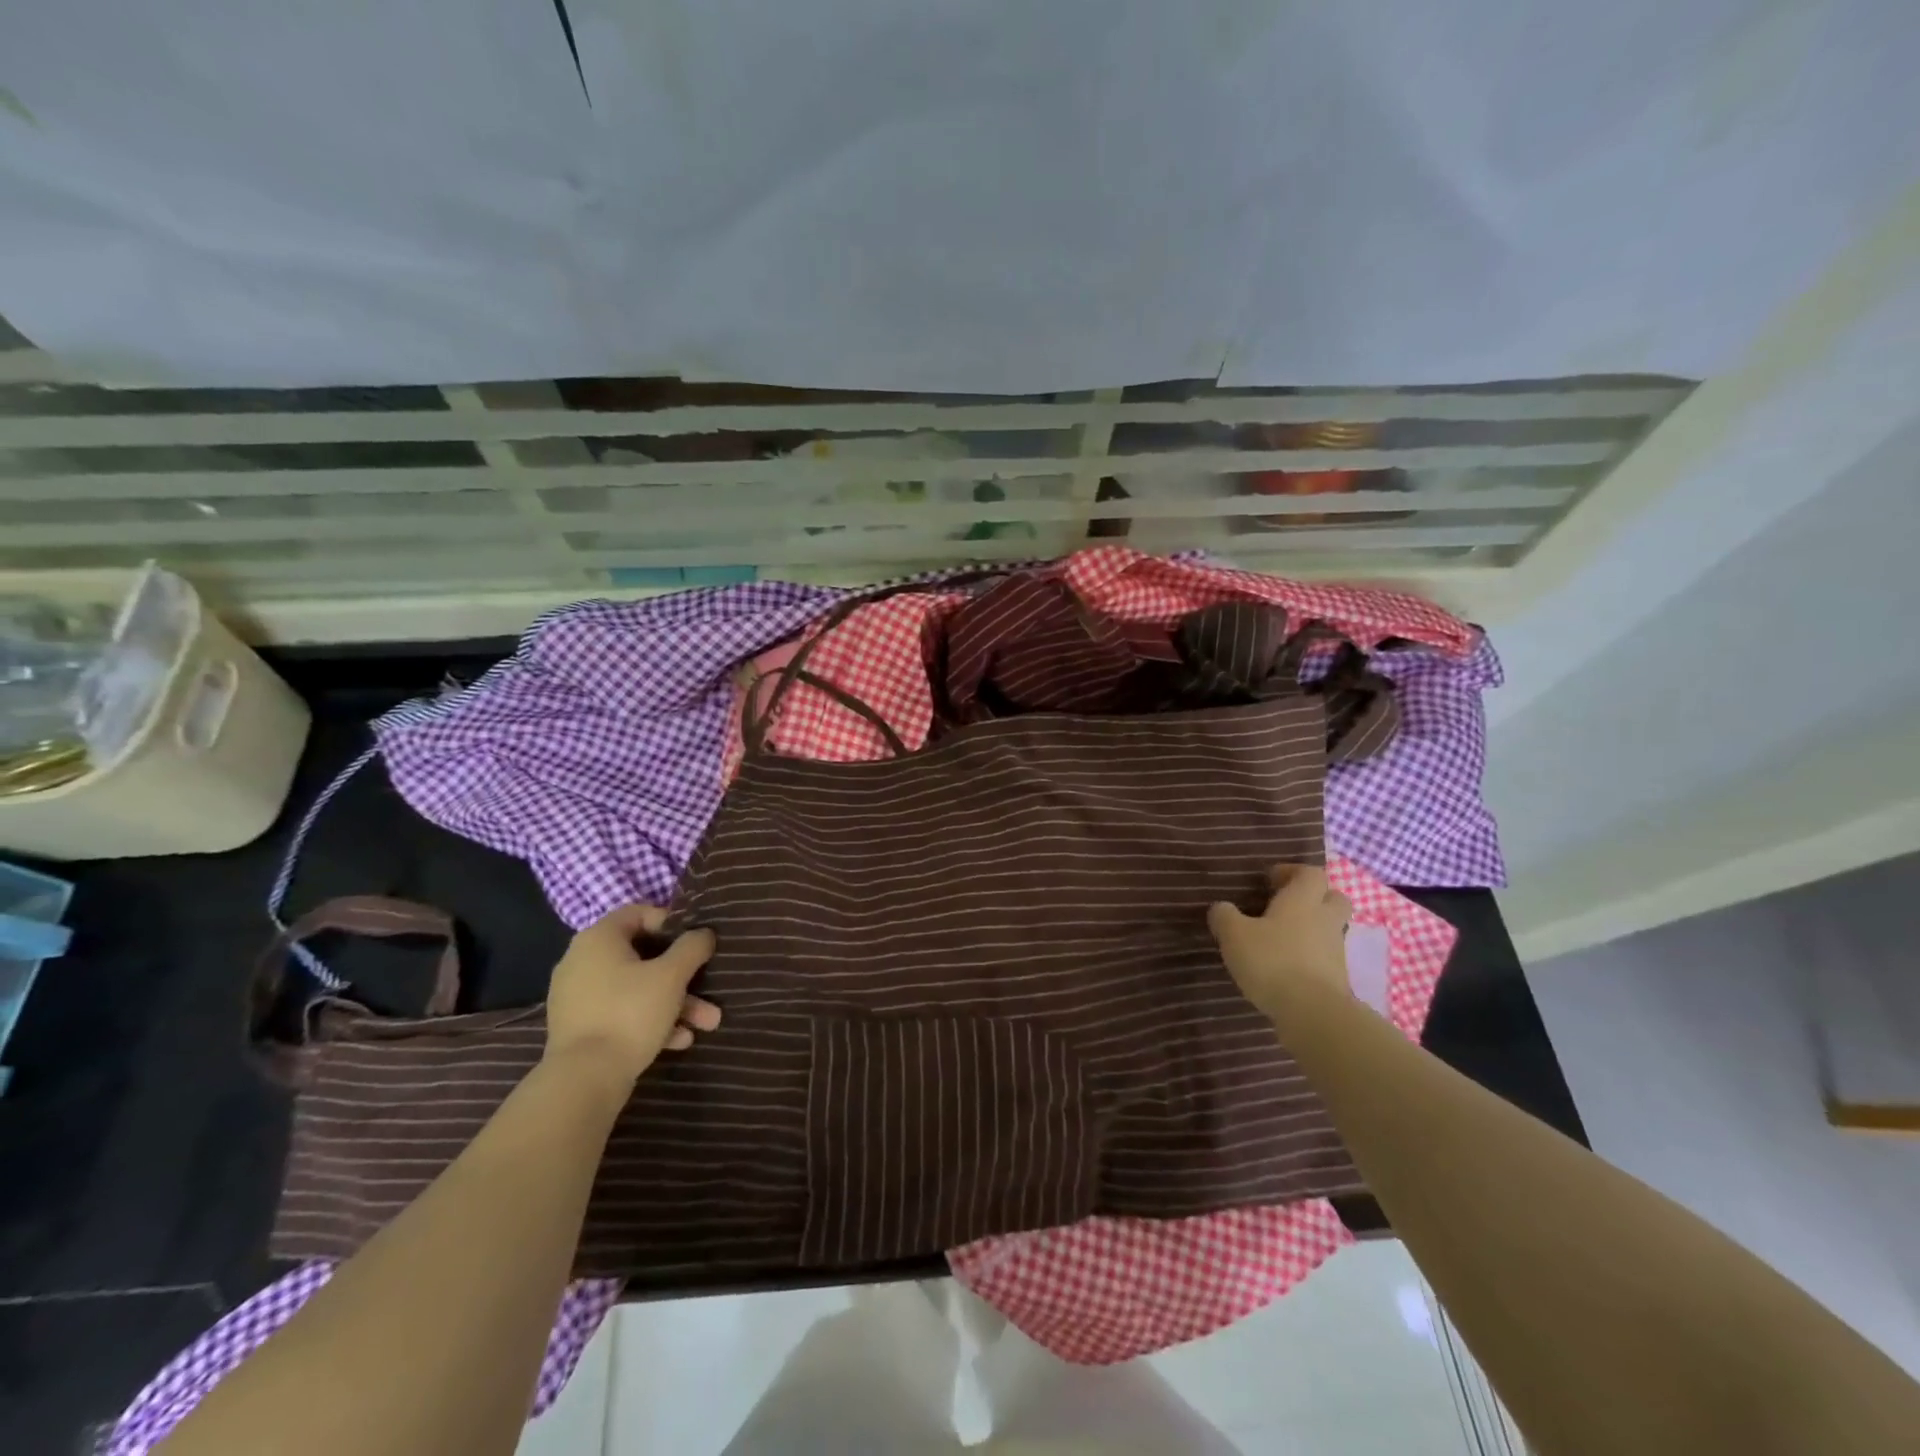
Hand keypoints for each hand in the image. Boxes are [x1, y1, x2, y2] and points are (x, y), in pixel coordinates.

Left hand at [544, 905, 719, 1085]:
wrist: (584, 1080)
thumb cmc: (630, 1013)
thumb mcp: (671, 975)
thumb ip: (692, 947)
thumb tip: (703, 934)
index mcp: (599, 939)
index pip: (638, 913)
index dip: (671, 923)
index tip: (694, 943)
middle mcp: (583, 961)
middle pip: (644, 957)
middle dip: (683, 976)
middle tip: (710, 991)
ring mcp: (580, 997)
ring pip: (638, 989)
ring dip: (676, 1003)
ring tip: (706, 1025)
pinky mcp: (582, 1028)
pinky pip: (623, 1013)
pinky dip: (651, 1021)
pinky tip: (679, 1041)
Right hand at [1207, 864, 1352, 1022]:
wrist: (1312, 1012)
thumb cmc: (1272, 961)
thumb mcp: (1234, 934)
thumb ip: (1224, 916)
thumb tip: (1221, 908)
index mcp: (1302, 900)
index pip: (1310, 873)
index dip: (1292, 872)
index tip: (1270, 880)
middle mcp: (1324, 920)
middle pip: (1333, 897)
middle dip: (1313, 897)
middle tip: (1286, 905)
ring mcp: (1335, 950)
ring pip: (1329, 929)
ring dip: (1311, 929)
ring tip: (1280, 940)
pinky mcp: (1338, 978)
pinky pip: (1325, 957)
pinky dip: (1309, 957)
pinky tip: (1286, 968)